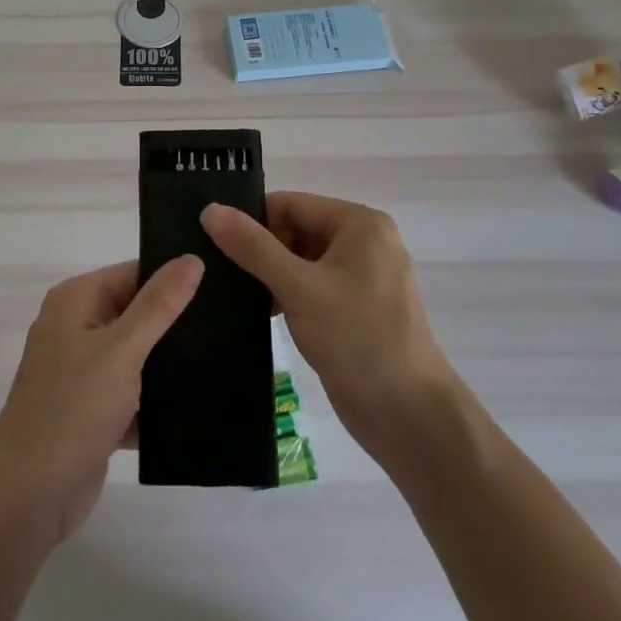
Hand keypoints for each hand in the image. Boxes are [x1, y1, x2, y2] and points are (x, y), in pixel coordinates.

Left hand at [0, 256, 204, 544]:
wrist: (29, 496)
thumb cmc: (73, 408)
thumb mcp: (121, 349)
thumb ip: (159, 305)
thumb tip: (192, 258)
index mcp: (76, 301)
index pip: (133, 273)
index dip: (173, 277)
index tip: (221, 284)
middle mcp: (76, 328)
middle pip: (137, 312)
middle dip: (175, 322)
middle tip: (230, 322)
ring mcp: (83, 371)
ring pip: (138, 355)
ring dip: (168, 362)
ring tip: (224, 357)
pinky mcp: (93, 410)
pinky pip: (133, 393)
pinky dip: (156, 399)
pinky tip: (200, 402)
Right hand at [202, 193, 459, 468]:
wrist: (410, 417)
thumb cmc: (359, 339)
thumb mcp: (300, 288)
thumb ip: (253, 247)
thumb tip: (211, 210)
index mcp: (360, 224)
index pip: (291, 204)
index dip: (252, 219)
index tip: (211, 240)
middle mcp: (363, 242)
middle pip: (296, 229)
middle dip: (259, 249)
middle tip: (216, 270)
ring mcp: (360, 277)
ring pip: (300, 260)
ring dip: (268, 275)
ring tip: (227, 291)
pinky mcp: (353, 309)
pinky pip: (310, 287)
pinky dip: (285, 295)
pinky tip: (256, 312)